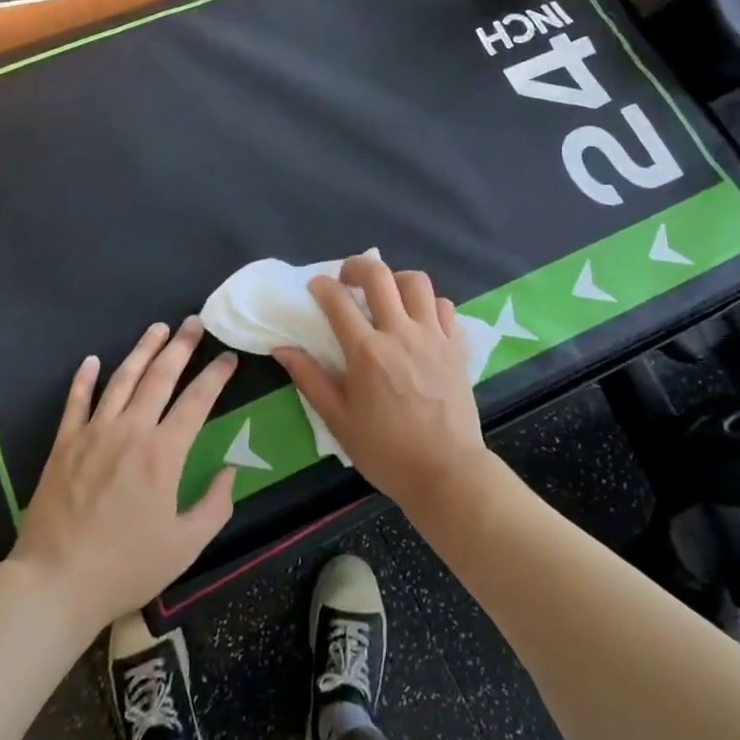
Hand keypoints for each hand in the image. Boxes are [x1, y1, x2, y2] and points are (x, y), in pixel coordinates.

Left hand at [11, 318, 236, 633]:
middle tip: (195, 322)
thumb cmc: (126, 567)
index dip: (216, 375)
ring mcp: (93, 433)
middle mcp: (130, 430)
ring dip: (142, 350)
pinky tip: (92, 360)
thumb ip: (215, 505)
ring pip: (122, 379)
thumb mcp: (186, 546)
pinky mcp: (64, 444)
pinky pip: (76, 402)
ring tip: (158, 328)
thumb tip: (231, 471)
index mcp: (164, 453)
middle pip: (160, 376)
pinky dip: (84, 378)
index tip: (229, 356)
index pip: (197, 401)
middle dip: (181, 346)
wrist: (55, 582)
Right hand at [273, 260, 494, 518]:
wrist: (446, 472)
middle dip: (357, 266)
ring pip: (417, 282)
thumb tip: (282, 349)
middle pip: (379, 275)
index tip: (315, 287)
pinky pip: (445, 306)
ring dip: (396, 279)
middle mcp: (400, 333)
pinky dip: (429, 304)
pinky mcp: (457, 346)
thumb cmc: (386, 451)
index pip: (337, 300)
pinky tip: (419, 319)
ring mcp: (433, 336)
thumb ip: (310, 379)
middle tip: (347, 279)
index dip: (321, 286)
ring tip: (387, 294)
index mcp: (366, 352)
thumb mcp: (338, 420)